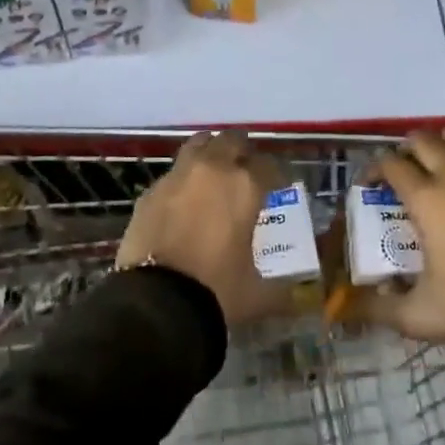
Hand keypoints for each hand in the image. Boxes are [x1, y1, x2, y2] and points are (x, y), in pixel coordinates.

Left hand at [117, 131, 290, 326]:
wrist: (156, 303)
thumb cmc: (217, 292)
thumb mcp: (257, 293)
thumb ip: (280, 288)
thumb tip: (294, 296)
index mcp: (245, 186)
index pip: (269, 165)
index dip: (277, 176)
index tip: (279, 188)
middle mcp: (212, 170)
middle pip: (232, 141)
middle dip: (243, 152)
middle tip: (247, 170)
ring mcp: (177, 177)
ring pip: (198, 145)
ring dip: (211, 153)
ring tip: (215, 172)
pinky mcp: (150, 192)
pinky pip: (173, 175)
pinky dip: (183, 181)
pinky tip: (184, 201)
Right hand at [363, 129, 444, 344]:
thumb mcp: (419, 316)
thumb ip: (380, 308)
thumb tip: (352, 306)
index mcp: (427, 199)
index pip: (391, 164)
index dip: (373, 169)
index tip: (367, 186)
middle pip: (422, 140)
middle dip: (404, 150)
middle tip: (400, 175)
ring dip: (438, 148)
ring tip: (433, 172)